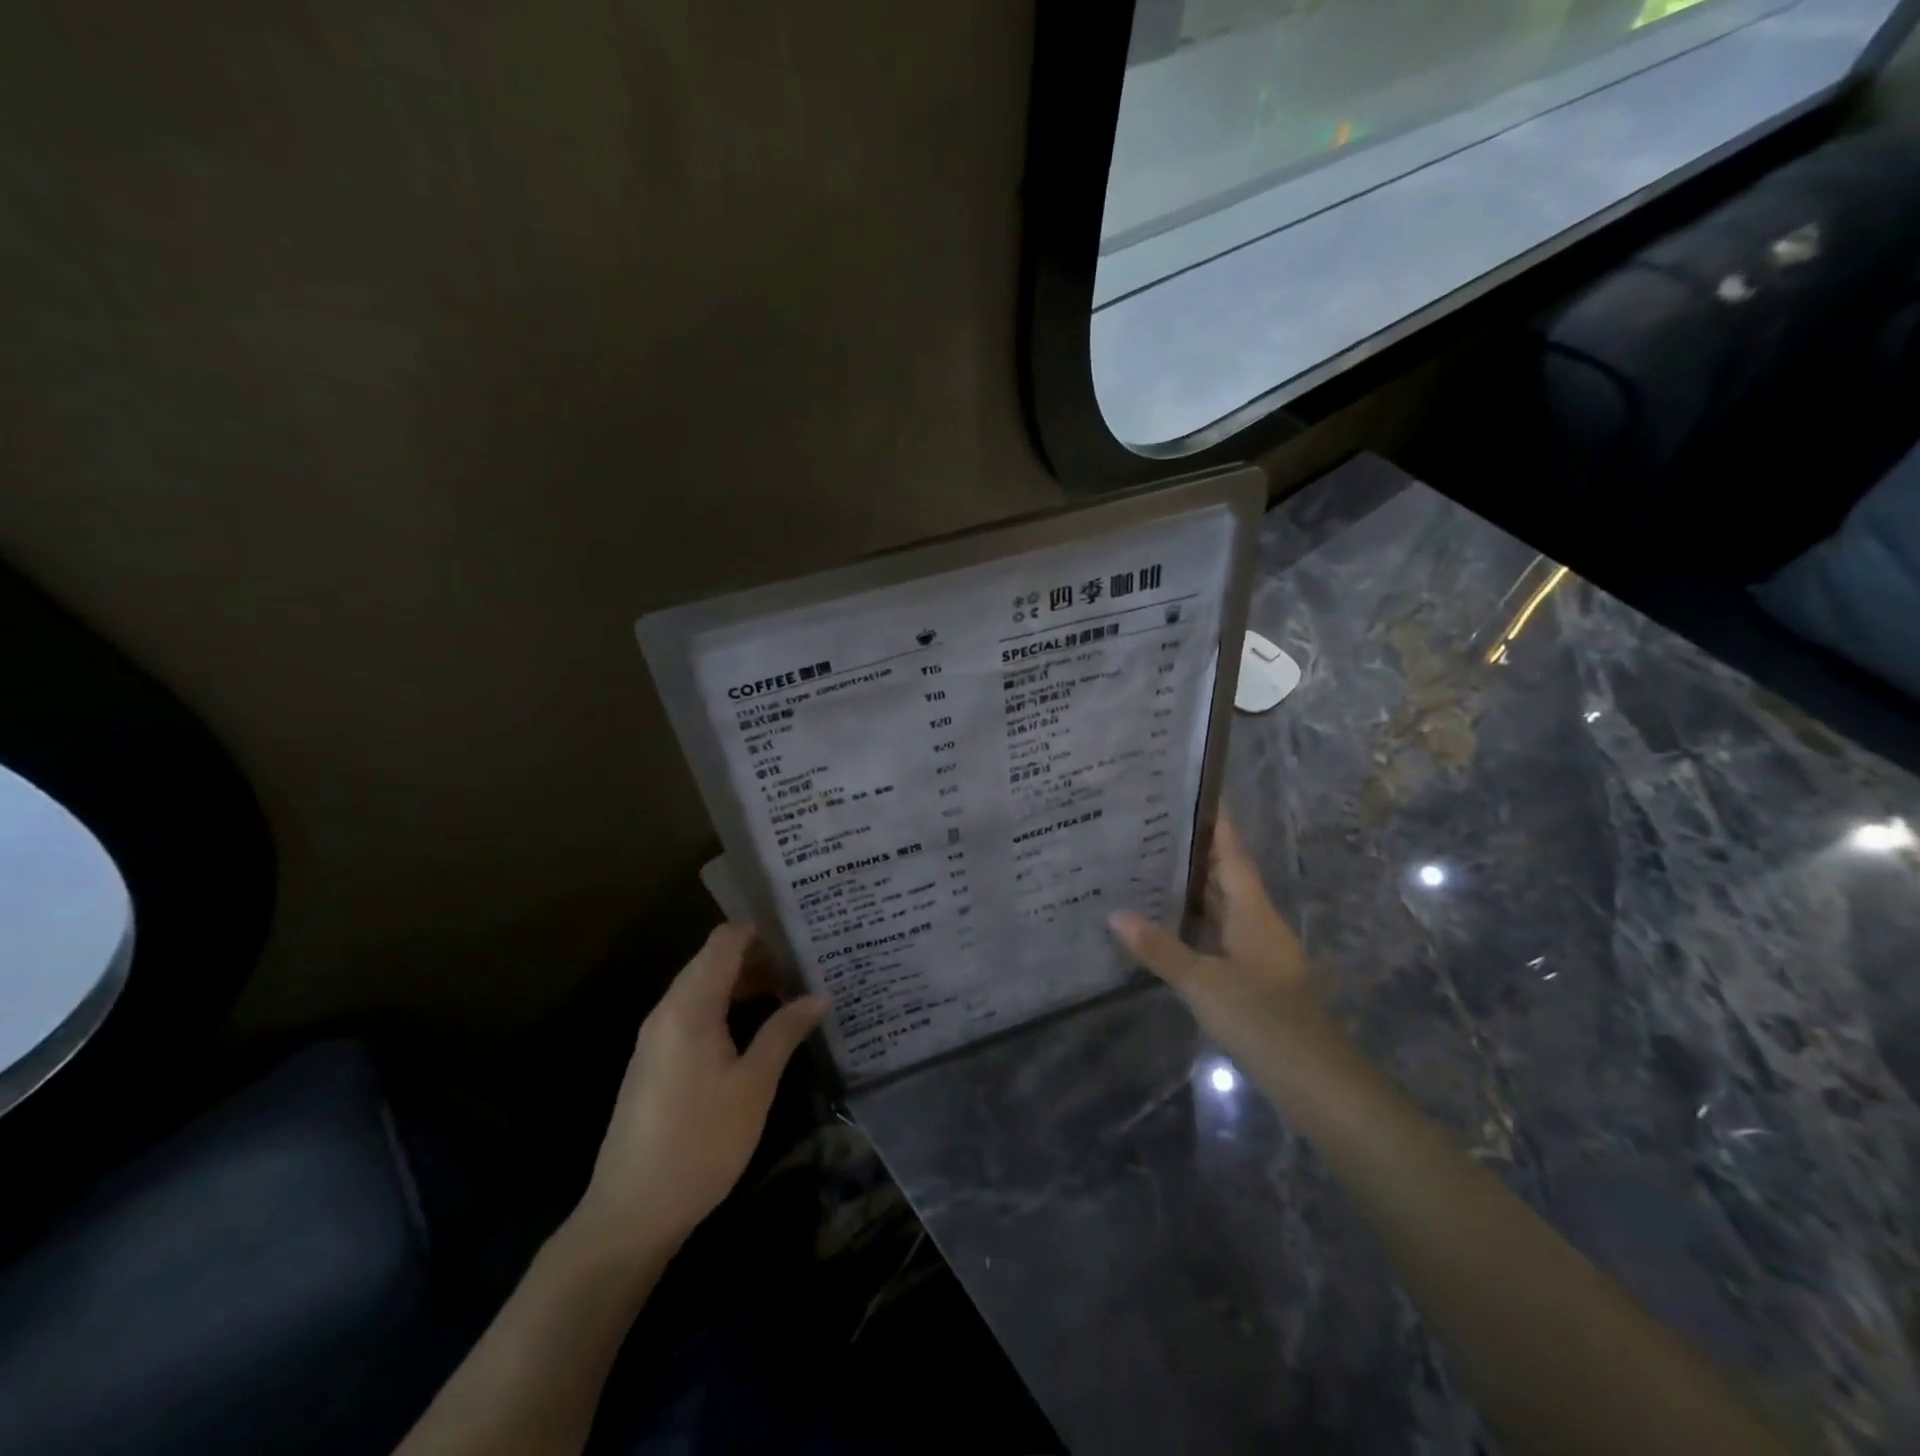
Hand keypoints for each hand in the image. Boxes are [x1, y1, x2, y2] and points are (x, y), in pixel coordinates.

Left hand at [573, 924, 826, 1260]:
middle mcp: (667, 1011)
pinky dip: (725, 1008)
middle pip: (713, 961)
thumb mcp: (754, 1086)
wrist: (631, 1214)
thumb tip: (819, 995)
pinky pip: (693, 1014)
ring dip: (743, 984)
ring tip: (790, 992)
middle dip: (758, 957)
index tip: (800, 934)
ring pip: (703, 989)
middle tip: (806, 965)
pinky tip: (755, 1028)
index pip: (723, 941)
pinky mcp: (655, 1062)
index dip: (760, 931)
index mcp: (689, 1007)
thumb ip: (784, 1032)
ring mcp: (656, 1038)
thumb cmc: (700, 1143)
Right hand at [1107, 816, 1318, 1058]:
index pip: (1232, 852)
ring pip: (1221, 905)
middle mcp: (1257, 921)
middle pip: (1225, 874)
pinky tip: (1163, 923)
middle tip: (1147, 825)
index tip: (1188, 791)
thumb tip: (1115, 914)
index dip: (1214, 821)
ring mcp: (1257, 949)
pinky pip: (1218, 932)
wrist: (1316, 1081)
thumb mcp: (1203, 983)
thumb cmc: (1263, 1020)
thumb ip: (1160, 949)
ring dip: (1189, 885)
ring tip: (1145, 864)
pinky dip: (1193, 920)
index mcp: (1253, 910)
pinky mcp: (1253, 975)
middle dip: (1191, 849)